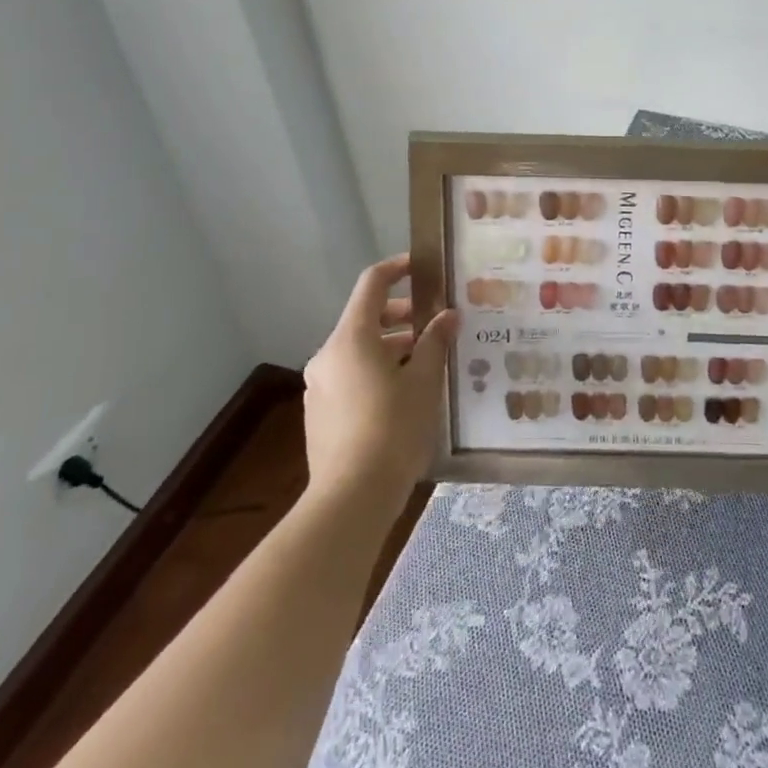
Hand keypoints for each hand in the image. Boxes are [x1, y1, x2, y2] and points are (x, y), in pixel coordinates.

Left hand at [300, 254, 455, 510]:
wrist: (350, 500)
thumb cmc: (392, 429)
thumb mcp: (424, 381)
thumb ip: (435, 342)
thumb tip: (447, 316)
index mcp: (351, 338)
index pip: (372, 284)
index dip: (397, 269)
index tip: (422, 267)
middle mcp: (328, 355)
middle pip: (366, 318)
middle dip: (403, 315)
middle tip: (436, 323)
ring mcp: (320, 386)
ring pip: (359, 350)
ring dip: (392, 346)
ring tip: (427, 361)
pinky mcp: (320, 414)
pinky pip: (351, 376)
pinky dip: (377, 371)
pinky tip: (405, 394)